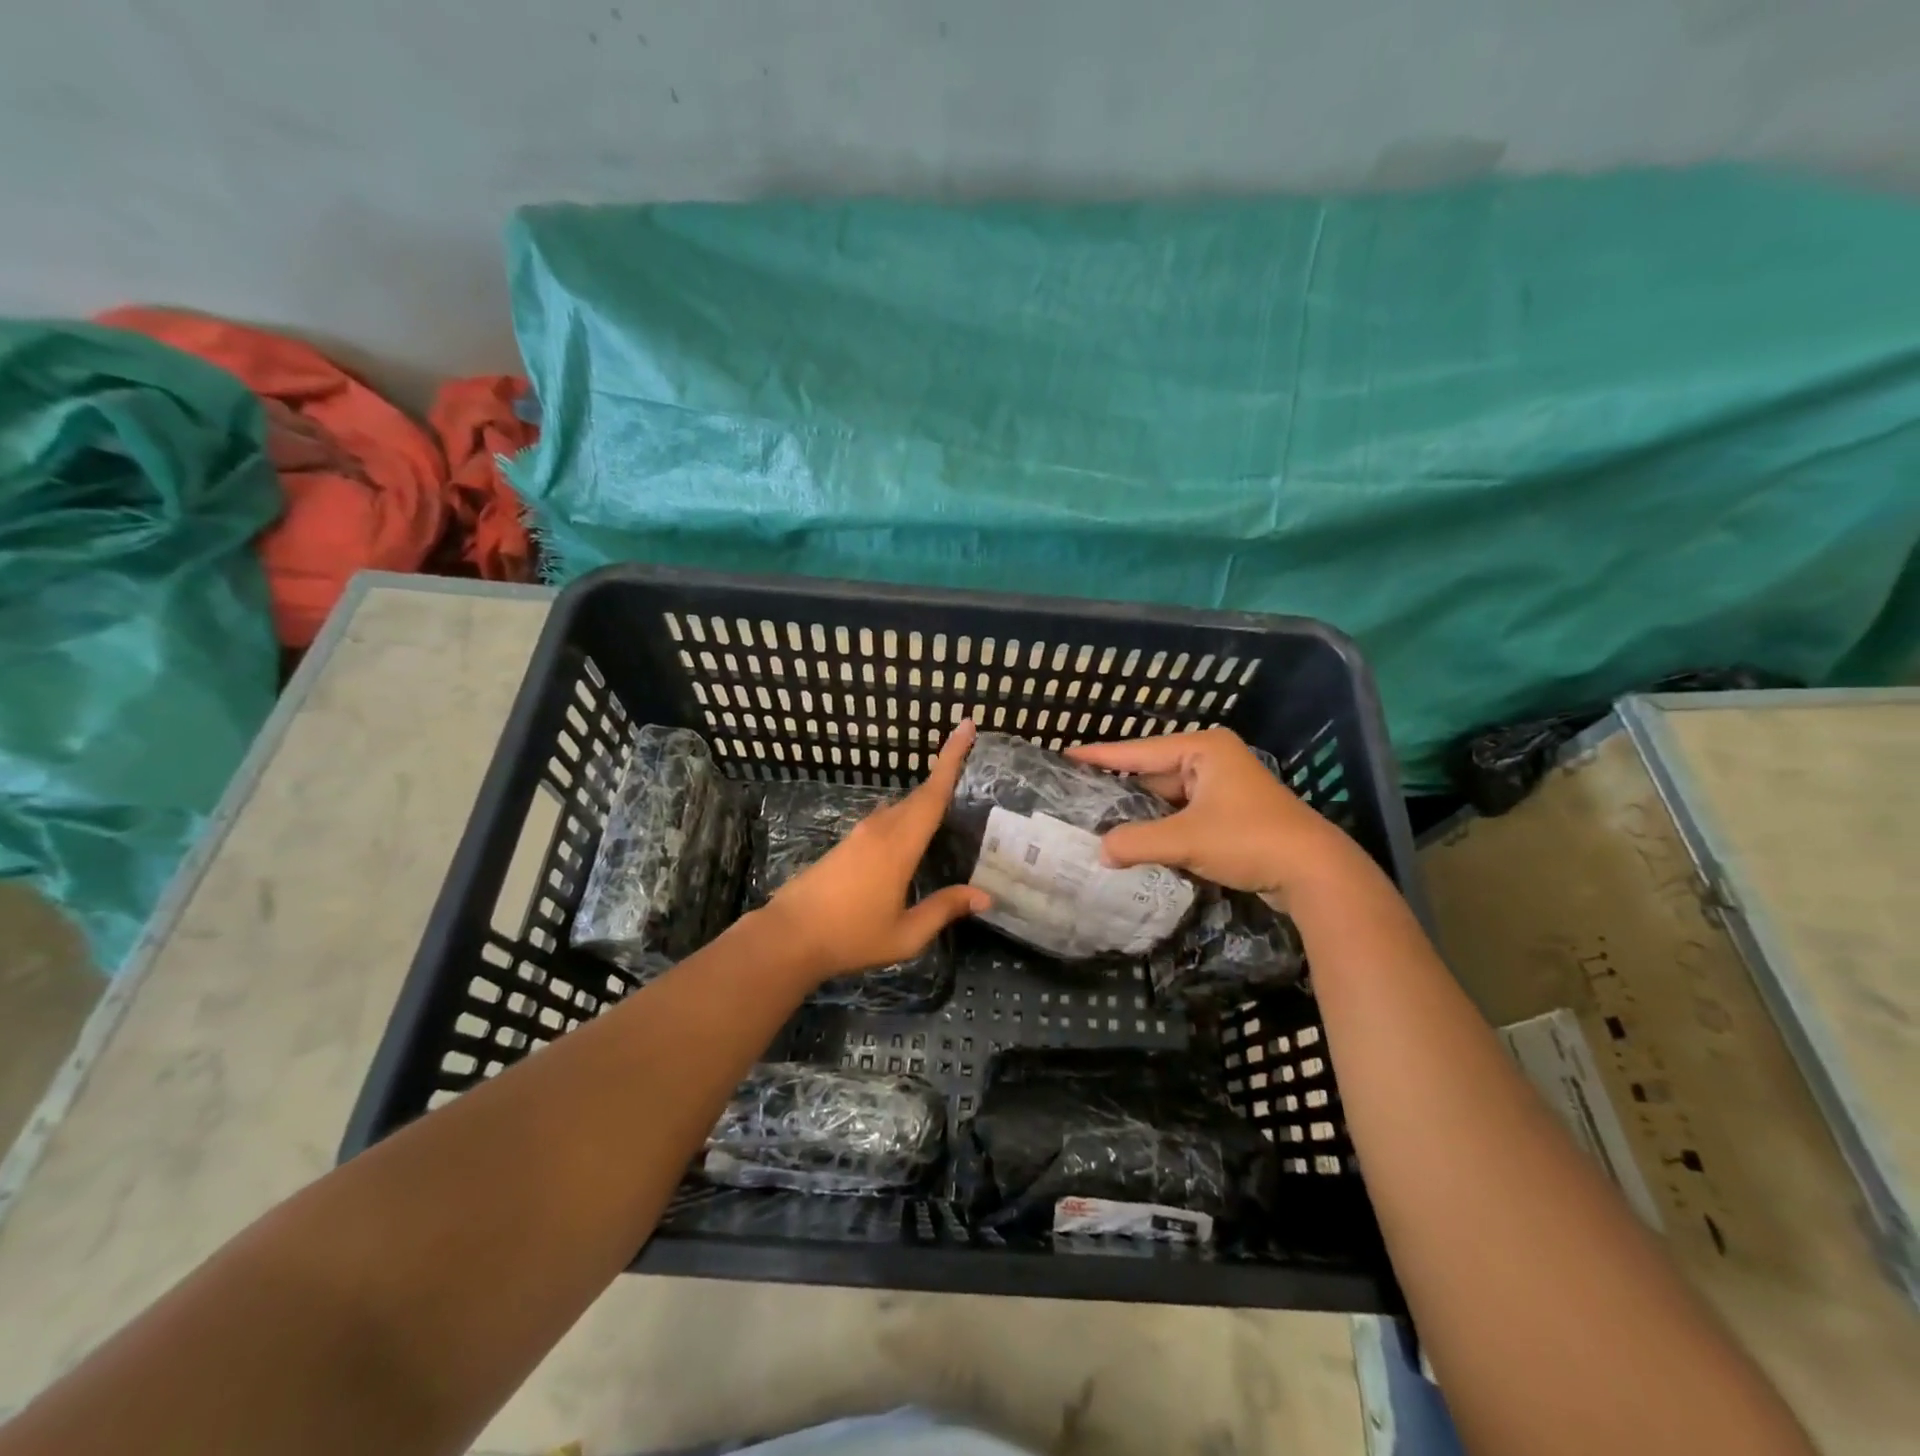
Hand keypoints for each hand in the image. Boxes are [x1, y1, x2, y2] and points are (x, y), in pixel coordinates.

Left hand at [758, 719, 989, 981]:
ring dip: (923, 800)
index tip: (965, 726)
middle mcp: (880, 830)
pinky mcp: (846, 844)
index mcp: (899, 846)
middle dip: (944, 773)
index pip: (933, 794)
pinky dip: (906, 817)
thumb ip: (944, 909)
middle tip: (967, 760)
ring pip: (900, 807)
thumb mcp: (906, 934)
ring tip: (948, 806)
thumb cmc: (851, 936)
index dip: (951, 759)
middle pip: (919, 795)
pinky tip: (911, 836)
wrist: (789, 937)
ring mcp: (859, 835)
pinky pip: (885, 819)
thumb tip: (985, 896)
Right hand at [1067, 727, 1362, 896]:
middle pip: (1153, 773)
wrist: (1315, 872)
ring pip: (1168, 798)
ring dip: (1142, 814)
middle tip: (1079, 797)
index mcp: (1203, 749)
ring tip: (1099, 822)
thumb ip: (1136, 842)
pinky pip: (1184, 815)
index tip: (1065, 754)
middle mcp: (1213, 760)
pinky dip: (1163, 828)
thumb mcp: (1185, 840)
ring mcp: (1225, 788)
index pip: (1139, 750)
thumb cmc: (1248, 840)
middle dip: (1120, 790)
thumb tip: (1100, 852)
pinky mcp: (1232, 814)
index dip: (1100, 755)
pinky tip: (1137, 841)